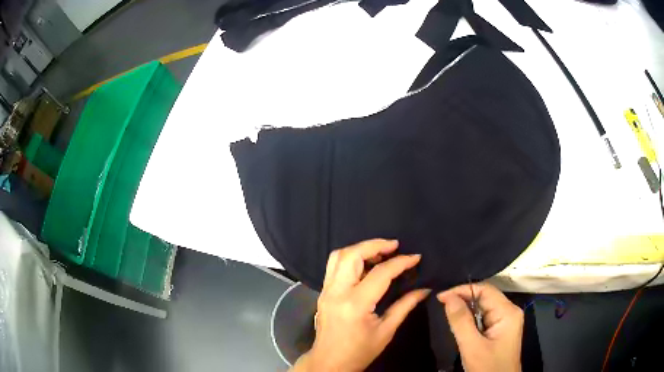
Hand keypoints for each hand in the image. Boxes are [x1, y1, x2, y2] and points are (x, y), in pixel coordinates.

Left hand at [291, 239, 429, 371]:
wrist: (329, 362)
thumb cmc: (359, 352)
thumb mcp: (386, 331)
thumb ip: (404, 306)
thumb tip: (424, 289)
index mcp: (355, 304)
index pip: (380, 273)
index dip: (400, 262)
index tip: (415, 257)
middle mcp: (336, 292)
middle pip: (351, 255)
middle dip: (374, 244)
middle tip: (394, 246)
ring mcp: (326, 291)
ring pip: (338, 256)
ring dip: (360, 248)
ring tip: (381, 251)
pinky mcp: (322, 292)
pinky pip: (334, 266)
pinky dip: (351, 258)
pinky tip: (366, 264)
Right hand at [437, 283, 522, 371]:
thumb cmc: (488, 367)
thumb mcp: (472, 347)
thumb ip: (461, 321)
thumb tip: (448, 297)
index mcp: (507, 312)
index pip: (485, 290)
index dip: (462, 290)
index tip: (440, 296)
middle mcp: (510, 311)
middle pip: (486, 297)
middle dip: (464, 298)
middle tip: (441, 303)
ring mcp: (507, 320)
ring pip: (484, 307)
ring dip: (466, 309)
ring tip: (447, 310)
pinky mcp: (501, 329)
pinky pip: (485, 316)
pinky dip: (471, 318)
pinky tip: (460, 323)